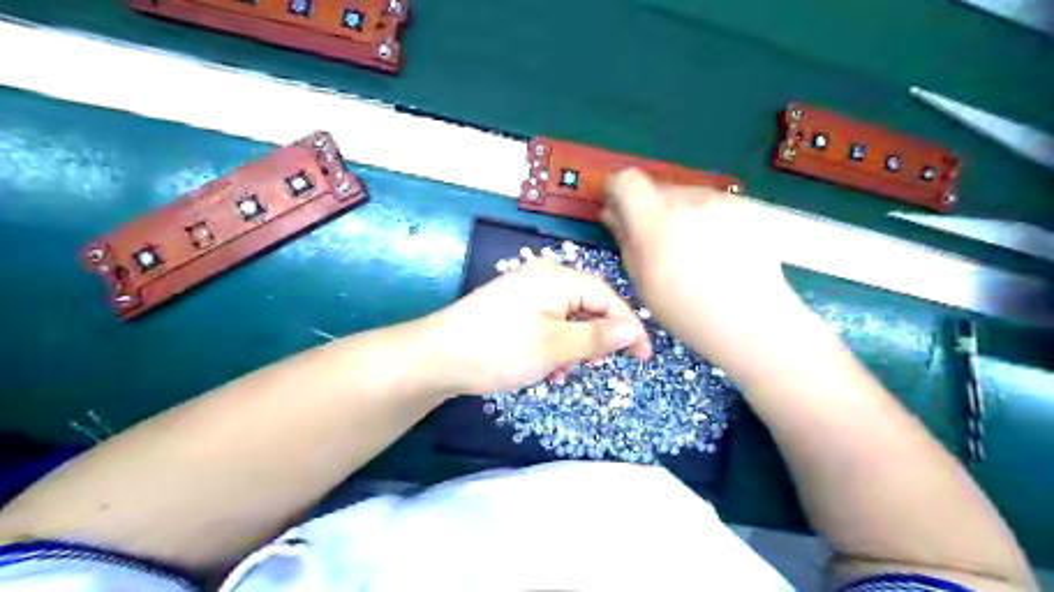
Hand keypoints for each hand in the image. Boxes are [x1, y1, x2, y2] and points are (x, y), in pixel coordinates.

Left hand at [428, 257, 652, 393]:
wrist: (437, 357)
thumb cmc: (500, 349)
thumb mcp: (555, 346)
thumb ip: (598, 337)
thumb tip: (635, 331)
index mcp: (558, 278)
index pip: (607, 297)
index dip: (628, 326)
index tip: (644, 357)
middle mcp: (544, 279)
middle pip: (587, 306)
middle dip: (596, 339)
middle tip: (596, 367)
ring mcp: (526, 294)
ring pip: (568, 320)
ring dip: (573, 348)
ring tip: (562, 373)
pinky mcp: (513, 311)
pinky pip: (547, 326)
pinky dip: (553, 348)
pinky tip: (545, 370)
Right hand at [602, 167, 798, 370]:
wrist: (750, 319)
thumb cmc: (686, 310)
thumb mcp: (642, 280)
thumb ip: (624, 238)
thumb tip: (612, 213)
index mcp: (654, 220)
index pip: (626, 180)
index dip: (617, 189)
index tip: (617, 205)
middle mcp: (686, 200)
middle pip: (655, 186)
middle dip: (649, 207)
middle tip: (655, 239)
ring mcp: (718, 199)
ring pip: (684, 194)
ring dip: (678, 212)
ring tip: (690, 248)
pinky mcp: (743, 204)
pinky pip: (710, 202)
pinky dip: (704, 217)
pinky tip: (715, 247)